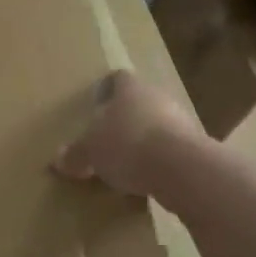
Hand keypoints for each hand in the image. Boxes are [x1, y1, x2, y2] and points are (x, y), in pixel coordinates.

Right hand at [55, 69, 206, 198]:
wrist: (180, 169)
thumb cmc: (127, 146)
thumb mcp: (90, 152)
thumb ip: (75, 155)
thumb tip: (58, 159)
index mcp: (130, 90)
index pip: (119, 79)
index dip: (108, 88)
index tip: (98, 101)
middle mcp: (158, 98)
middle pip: (140, 102)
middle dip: (125, 117)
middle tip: (107, 136)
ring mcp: (182, 121)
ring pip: (158, 124)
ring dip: (144, 138)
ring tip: (126, 161)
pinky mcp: (197, 147)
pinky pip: (171, 148)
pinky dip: (159, 159)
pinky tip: (147, 177)